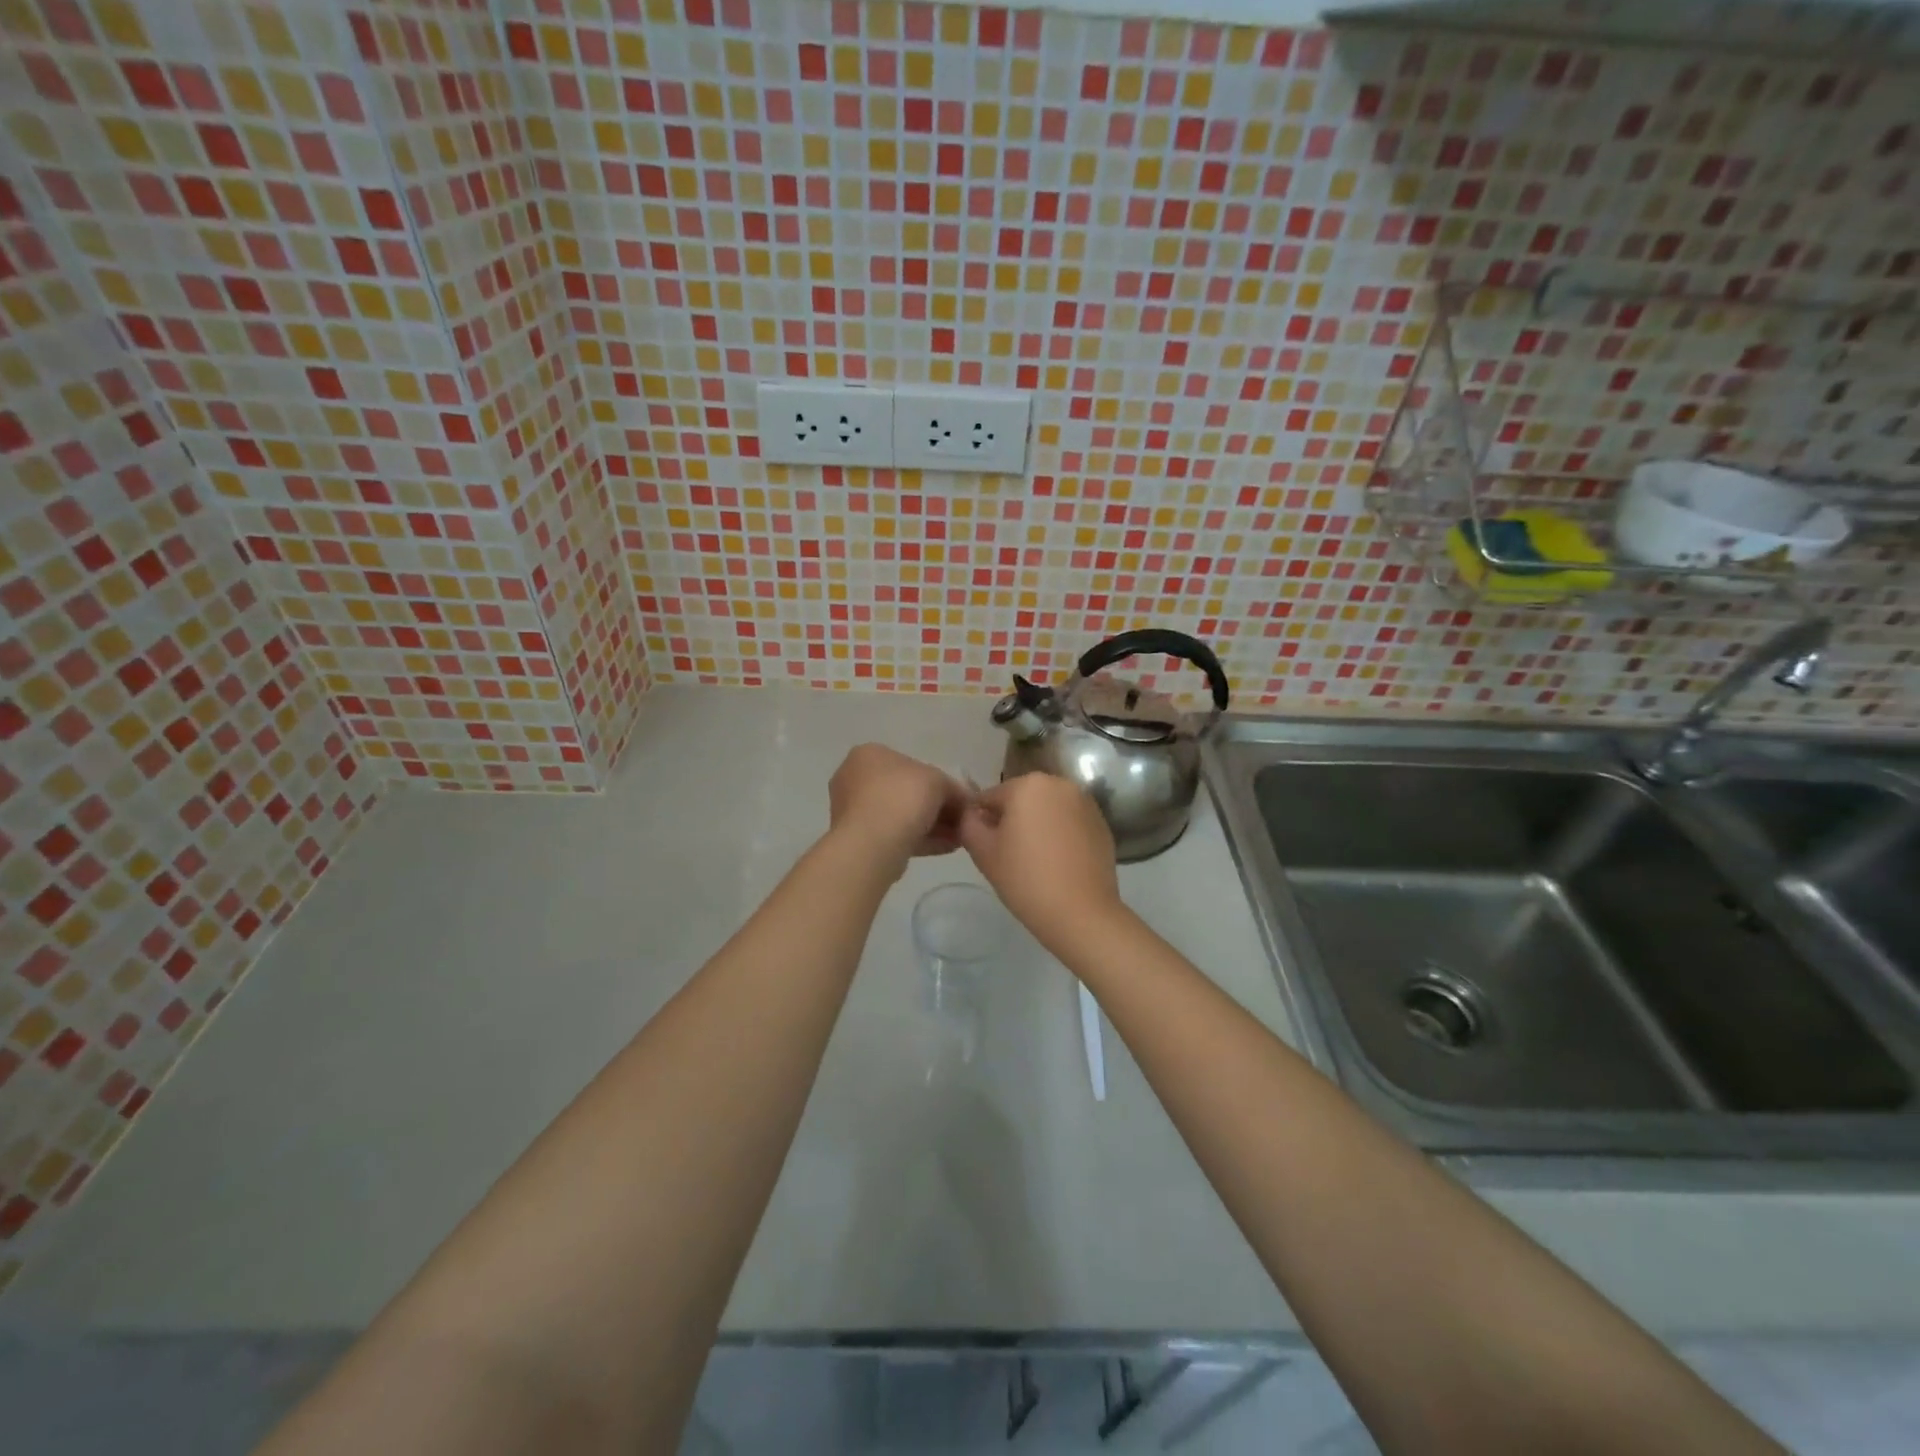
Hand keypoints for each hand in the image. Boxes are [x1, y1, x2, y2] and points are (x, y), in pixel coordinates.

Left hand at [827, 744, 969, 867]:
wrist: (873, 844)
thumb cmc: (902, 797)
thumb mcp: (938, 780)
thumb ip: (952, 786)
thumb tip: (963, 799)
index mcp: (869, 754)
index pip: (911, 764)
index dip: (941, 781)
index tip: (960, 798)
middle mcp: (855, 779)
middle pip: (906, 791)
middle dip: (937, 806)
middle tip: (962, 819)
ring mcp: (854, 811)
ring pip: (901, 815)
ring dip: (932, 825)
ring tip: (960, 837)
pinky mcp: (859, 839)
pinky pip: (895, 834)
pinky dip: (921, 839)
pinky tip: (948, 848)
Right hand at [960, 773, 1121, 952]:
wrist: (1081, 913)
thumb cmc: (1026, 879)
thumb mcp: (983, 851)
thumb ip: (968, 823)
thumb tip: (971, 813)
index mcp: (1028, 784)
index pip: (990, 797)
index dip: (982, 822)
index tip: (985, 848)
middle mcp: (1060, 783)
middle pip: (1022, 799)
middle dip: (1012, 820)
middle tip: (1008, 855)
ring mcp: (1085, 802)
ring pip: (1047, 809)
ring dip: (1037, 825)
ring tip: (1034, 860)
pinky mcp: (1102, 823)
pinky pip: (1069, 822)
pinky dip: (1060, 834)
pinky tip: (1058, 862)